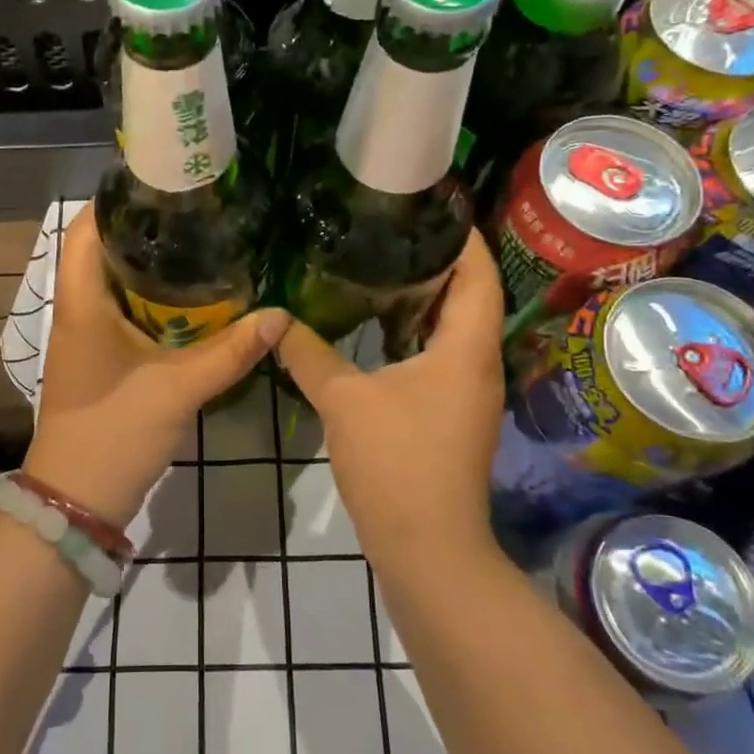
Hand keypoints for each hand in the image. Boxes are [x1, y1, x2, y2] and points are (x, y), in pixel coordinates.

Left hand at [23, 204, 290, 527]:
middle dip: (145, 230)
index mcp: (82, 304)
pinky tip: (191, 302)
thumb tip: (280, 315)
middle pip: (103, 252)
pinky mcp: (100, 360)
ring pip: (114, 284)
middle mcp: (78, 312)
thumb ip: (230, 352)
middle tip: (197, 212)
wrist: (76, 499)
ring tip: (201, 244)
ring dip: (149, 266)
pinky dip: (151, 300)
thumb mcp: (178, 389)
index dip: (115, 201)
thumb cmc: (115, 432)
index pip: (85, 231)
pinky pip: (123, 313)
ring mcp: (86, 338)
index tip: (161, 183)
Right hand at [273, 231, 503, 555]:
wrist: (427, 548)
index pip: (478, 272)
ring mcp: (470, 392)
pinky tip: (381, 329)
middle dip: (437, 260)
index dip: (461, 235)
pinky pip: (443, 355)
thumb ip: (308, 354)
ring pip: (455, 328)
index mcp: (466, 348)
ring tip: (382, 267)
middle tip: (391, 229)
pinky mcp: (454, 414)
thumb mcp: (344, 400)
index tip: (429, 205)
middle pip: (470, 295)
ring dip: (427, 298)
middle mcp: (478, 363)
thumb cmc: (396, 463)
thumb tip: (275, 319)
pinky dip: (418, 332)